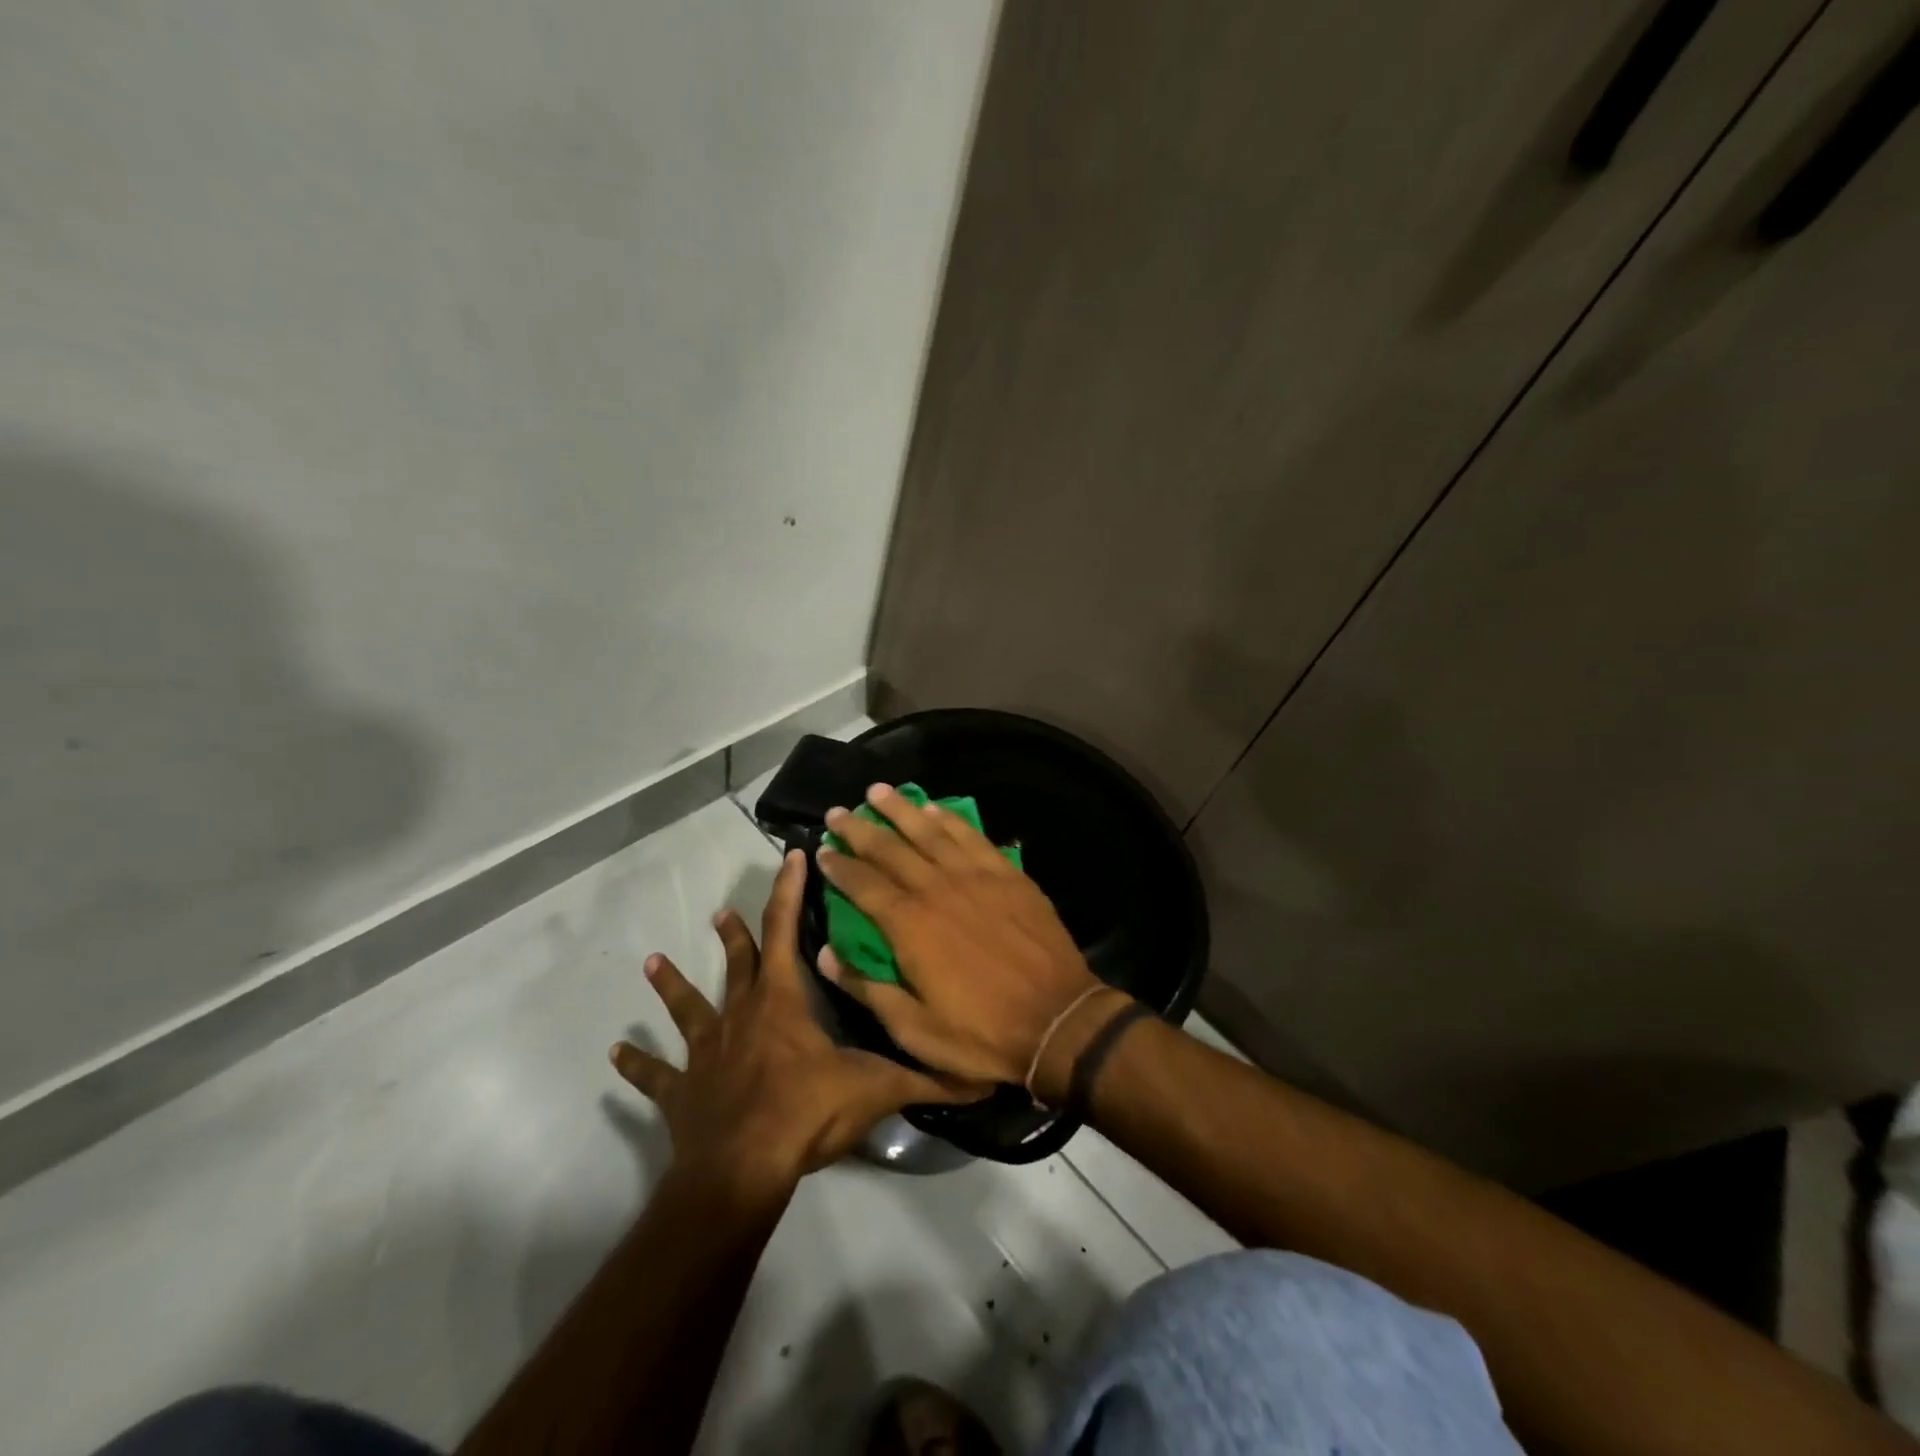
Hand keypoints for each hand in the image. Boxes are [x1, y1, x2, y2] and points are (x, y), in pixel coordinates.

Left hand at [610, 849, 973, 1191]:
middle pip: (738, 964)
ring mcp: (706, 1053)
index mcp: (782, 1003)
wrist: (742, 1169)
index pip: (787, 931)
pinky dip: (638, 1065)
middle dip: (734, 935)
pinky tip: (615, 1054)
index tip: (791, 855)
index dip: (790, 891)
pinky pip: (656, 1075)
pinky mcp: (682, 1092)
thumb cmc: (806, 1113)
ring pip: (688, 1008)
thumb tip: (981, 1078)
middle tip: (721, 912)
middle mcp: (740, 1016)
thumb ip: (925, 1079)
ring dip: (673, 986)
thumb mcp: (874, 1090)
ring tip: (653, 962)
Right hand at [813, 784, 1120, 1093]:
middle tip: (838, 812)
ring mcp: (976, 877)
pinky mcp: (1008, 875)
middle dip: (860, 829)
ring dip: (901, 810)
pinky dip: (950, 819)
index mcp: (910, 925)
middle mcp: (938, 889)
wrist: (1058, 1021)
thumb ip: (866, 988)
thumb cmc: (981, 1034)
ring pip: (930, 831)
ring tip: (878, 791)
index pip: (863, 884)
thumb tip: (825, 954)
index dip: (839, 866)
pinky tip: (935, 808)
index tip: (822, 849)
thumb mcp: (914, 1029)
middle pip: (890, 849)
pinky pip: (972, 837)